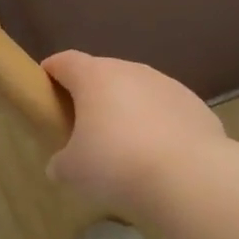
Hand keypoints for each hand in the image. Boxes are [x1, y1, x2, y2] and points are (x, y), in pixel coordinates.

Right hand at [42, 51, 227, 216]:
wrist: (189, 177)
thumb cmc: (116, 164)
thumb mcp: (72, 171)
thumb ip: (61, 162)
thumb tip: (61, 164)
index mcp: (94, 77)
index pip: (65, 61)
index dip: (51, 72)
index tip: (44, 87)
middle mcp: (131, 70)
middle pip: (102, 74)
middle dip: (91, 95)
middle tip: (83, 126)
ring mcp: (166, 84)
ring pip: (137, 90)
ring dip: (126, 109)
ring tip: (124, 145)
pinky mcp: (194, 105)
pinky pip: (165, 109)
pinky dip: (157, 124)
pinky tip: (158, 154)